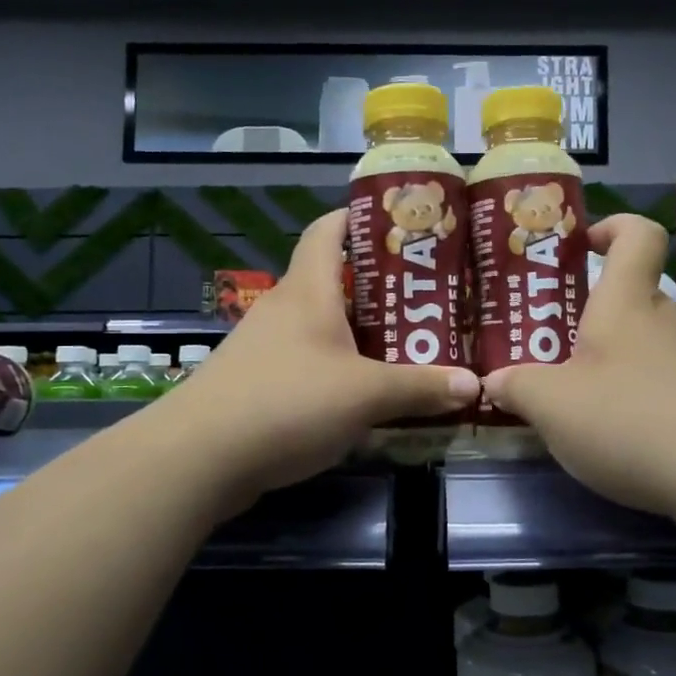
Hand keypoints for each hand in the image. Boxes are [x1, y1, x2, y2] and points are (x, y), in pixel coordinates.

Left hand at [165, 211, 479, 511]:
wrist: (200, 457)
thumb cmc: (287, 402)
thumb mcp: (366, 395)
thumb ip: (421, 387)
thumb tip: (475, 384)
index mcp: (307, 290)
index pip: (327, 230)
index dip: (358, 217)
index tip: (399, 224)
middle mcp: (284, 309)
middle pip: (332, 281)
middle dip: (377, 287)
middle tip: (426, 298)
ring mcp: (266, 347)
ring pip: (322, 326)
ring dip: (360, 333)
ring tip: (407, 344)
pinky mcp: (258, 384)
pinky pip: (308, 363)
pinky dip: (339, 368)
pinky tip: (365, 392)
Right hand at [483, 215, 675, 524]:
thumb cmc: (629, 418)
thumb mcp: (552, 405)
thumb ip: (517, 388)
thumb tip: (495, 382)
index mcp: (625, 303)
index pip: (636, 236)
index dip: (613, 227)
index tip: (583, 244)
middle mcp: (664, 323)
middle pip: (633, 297)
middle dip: (592, 313)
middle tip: (553, 340)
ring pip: (644, 346)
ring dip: (609, 363)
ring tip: (572, 398)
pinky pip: (660, 385)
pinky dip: (632, 399)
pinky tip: (613, 436)